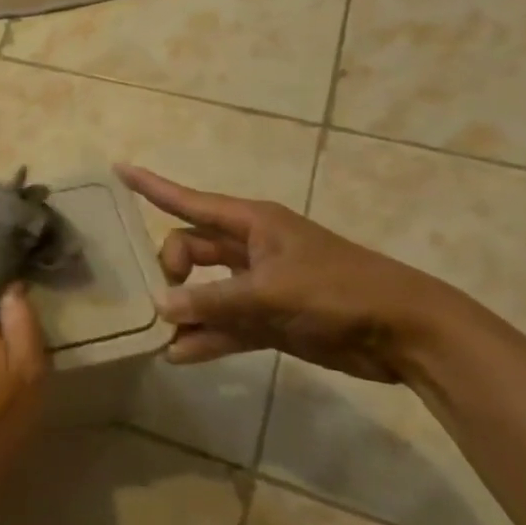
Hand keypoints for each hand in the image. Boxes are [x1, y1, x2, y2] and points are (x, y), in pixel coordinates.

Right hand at [117, 164, 486, 384]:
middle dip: (169, 267)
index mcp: (252, 224)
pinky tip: (179, 355)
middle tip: (160, 296)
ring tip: (156, 331)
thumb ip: (213, 300)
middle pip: (191, 249)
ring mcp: (259, 286)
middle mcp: (250, 250)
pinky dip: (205, 338)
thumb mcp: (271, 291)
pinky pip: (225, 325)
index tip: (117, 170)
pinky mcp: (270, 320)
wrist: (407, 334)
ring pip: (206, 291)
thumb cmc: (339, 291)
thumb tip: (161, 307)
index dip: (151, 186)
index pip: (188, 201)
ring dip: (184, 310)